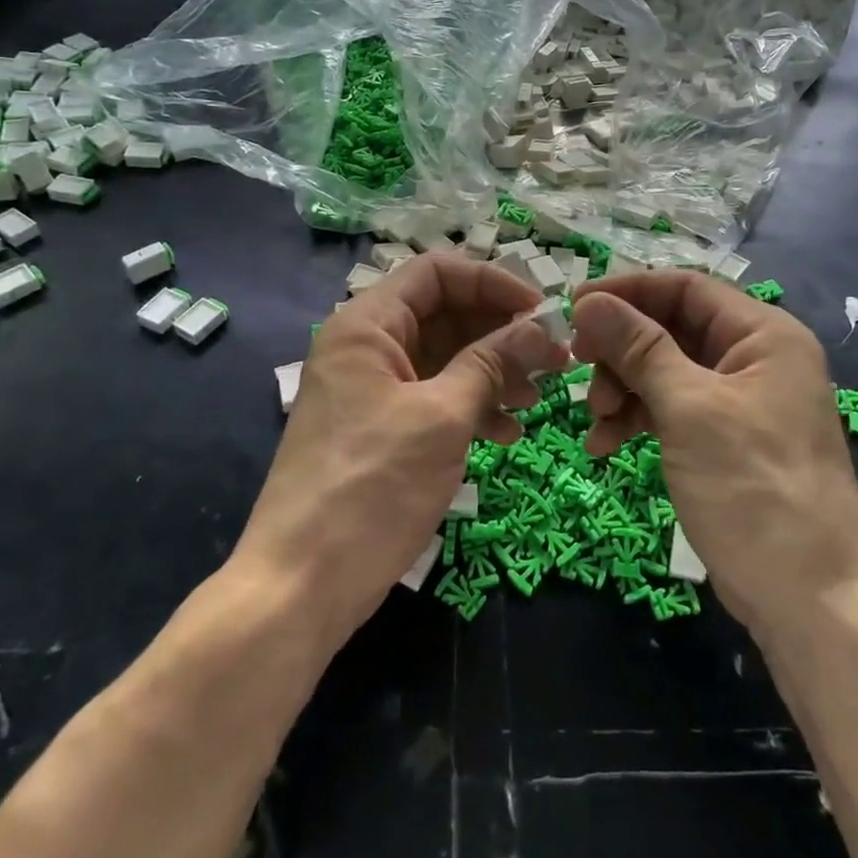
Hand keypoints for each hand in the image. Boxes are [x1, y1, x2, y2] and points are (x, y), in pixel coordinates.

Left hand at [232, 253, 569, 653]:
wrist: (301, 585)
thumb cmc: (372, 487)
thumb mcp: (442, 417)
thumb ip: (492, 363)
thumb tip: (541, 327)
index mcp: (368, 325)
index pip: (437, 273)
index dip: (493, 282)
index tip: (542, 311)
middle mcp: (368, 347)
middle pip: (445, 314)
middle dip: (501, 333)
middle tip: (555, 359)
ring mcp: (374, 390)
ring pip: (446, 358)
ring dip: (494, 372)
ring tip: (536, 399)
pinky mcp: (383, 429)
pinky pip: (436, 398)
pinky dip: (473, 407)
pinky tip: (507, 433)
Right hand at [570, 270, 857, 640]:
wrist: (811, 599)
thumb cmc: (753, 488)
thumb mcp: (689, 409)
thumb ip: (639, 348)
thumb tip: (589, 300)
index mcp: (763, 335)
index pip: (685, 288)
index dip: (627, 292)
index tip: (574, 308)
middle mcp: (754, 359)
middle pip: (671, 328)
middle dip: (622, 349)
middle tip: (578, 369)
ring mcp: (739, 402)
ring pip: (665, 370)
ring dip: (623, 388)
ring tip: (595, 421)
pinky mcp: (724, 441)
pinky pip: (671, 410)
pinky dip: (637, 419)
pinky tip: (605, 445)